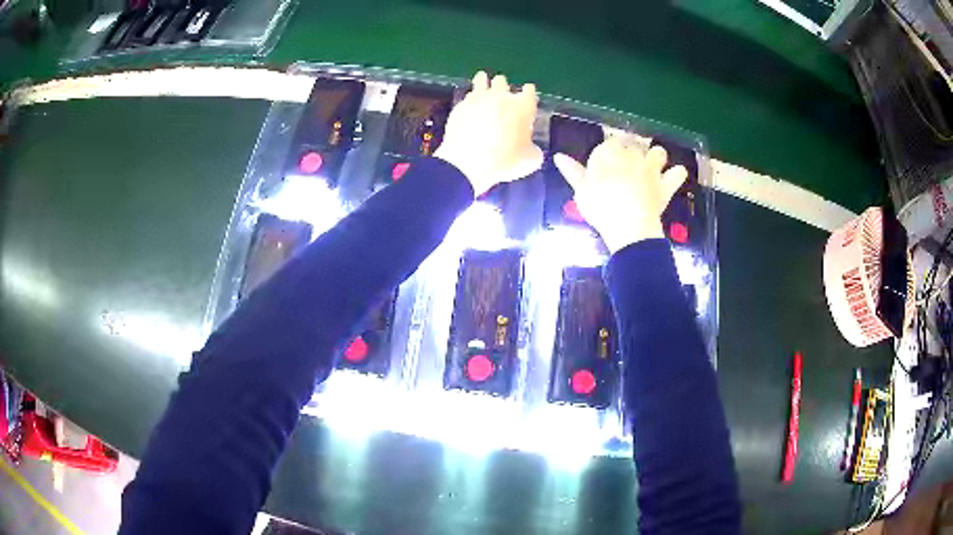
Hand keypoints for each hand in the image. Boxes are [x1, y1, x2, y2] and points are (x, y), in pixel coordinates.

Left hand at [434, 71, 543, 195]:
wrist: (467, 162)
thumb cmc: (505, 161)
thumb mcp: (530, 160)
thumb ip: (533, 149)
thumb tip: (531, 148)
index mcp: (523, 105)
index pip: (529, 91)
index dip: (528, 94)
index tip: (527, 101)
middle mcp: (501, 96)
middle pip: (502, 81)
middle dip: (503, 87)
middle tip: (502, 97)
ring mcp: (478, 98)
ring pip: (481, 80)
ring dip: (484, 83)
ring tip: (484, 89)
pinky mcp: (460, 106)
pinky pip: (468, 97)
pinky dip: (470, 101)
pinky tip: (470, 108)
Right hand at [554, 137, 687, 253]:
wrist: (628, 224)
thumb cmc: (600, 207)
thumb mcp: (581, 190)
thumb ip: (573, 171)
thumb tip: (558, 156)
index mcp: (609, 153)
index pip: (610, 143)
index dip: (609, 152)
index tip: (606, 164)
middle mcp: (632, 154)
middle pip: (634, 145)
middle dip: (632, 152)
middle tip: (626, 169)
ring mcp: (652, 168)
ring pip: (658, 152)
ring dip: (656, 157)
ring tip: (652, 167)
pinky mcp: (666, 184)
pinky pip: (678, 173)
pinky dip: (676, 175)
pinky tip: (672, 178)